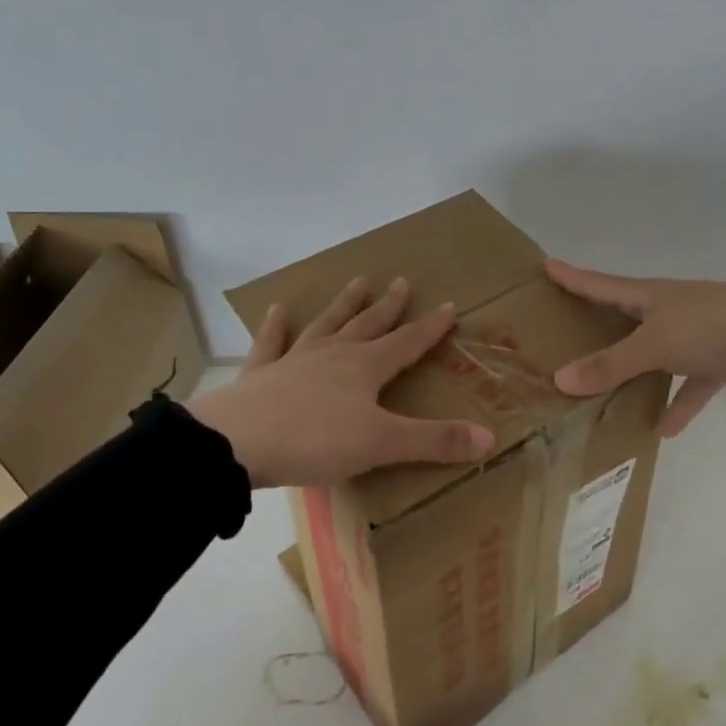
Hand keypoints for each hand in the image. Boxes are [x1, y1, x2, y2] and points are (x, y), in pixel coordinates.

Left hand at [189, 276, 495, 488]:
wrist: (237, 443)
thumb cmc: (316, 441)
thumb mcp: (382, 444)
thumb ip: (434, 441)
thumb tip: (489, 437)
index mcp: (365, 368)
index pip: (407, 342)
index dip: (430, 327)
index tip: (449, 306)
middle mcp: (334, 355)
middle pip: (368, 325)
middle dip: (389, 306)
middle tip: (402, 281)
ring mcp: (295, 360)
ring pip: (326, 325)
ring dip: (344, 305)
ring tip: (357, 282)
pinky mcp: (260, 375)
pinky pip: (270, 344)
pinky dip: (274, 327)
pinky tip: (277, 309)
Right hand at [545, 260, 725, 435]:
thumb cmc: (707, 326)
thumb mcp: (653, 346)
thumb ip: (610, 365)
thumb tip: (559, 380)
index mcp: (649, 296)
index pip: (600, 284)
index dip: (572, 276)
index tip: (546, 265)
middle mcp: (669, 310)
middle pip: (626, 317)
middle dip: (599, 324)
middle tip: (567, 332)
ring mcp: (696, 334)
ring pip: (657, 353)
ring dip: (637, 372)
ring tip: (607, 394)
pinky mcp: (720, 359)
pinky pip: (691, 384)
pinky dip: (679, 403)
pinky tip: (664, 431)